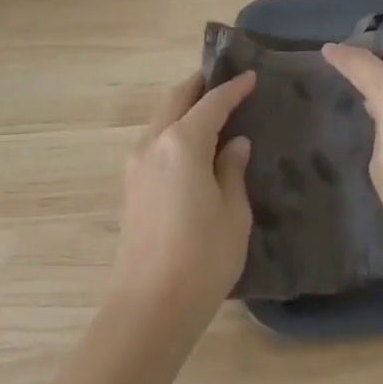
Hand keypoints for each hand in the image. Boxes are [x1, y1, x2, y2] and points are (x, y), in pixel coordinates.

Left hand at [110, 70, 256, 324]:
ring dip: (183, 107)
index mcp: (182, 143)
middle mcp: (154, 144)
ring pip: (161, 119)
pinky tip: (192, 143)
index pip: (211, 103)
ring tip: (210, 109)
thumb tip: (235, 144)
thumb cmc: (202, 257)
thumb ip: (232, 170)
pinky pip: (155, 141)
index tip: (251, 76)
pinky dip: (174, 129)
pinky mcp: (132, 187)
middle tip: (223, 80)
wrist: (150, 307)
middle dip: (199, 86)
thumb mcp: (232, 212)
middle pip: (176, 100)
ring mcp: (137, 165)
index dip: (233, 89)